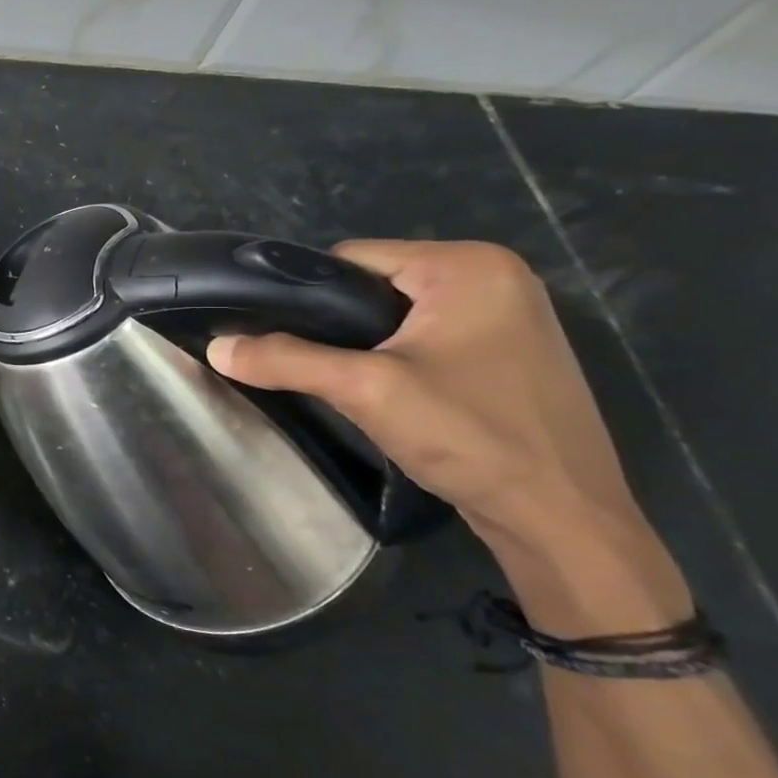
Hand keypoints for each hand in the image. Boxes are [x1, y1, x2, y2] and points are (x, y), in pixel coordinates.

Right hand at [207, 241, 644, 550]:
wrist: (561, 519)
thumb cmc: (471, 436)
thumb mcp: (365, 390)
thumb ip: (285, 359)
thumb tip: (215, 347)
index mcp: (469, 264)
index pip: (351, 258)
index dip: (305, 295)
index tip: (279, 336)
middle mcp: (494, 275)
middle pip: (372, 283)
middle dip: (335, 322)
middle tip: (315, 367)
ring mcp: (507, 314)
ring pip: (395, 312)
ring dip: (362, 343)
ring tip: (344, 382)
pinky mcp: (507, 351)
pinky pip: (425, 335)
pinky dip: (394, 356)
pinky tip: (384, 392)